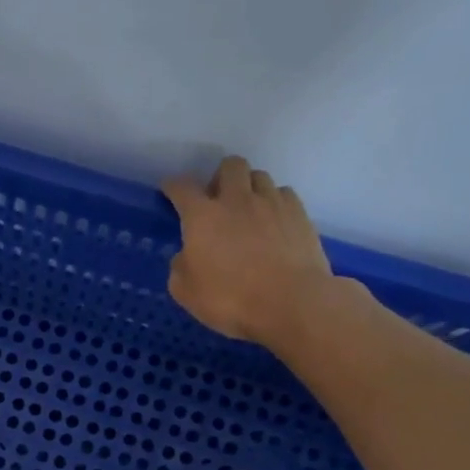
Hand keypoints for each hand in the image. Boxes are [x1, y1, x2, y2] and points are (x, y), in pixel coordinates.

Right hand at [162, 156, 334, 343]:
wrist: (292, 304)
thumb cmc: (231, 299)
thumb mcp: (186, 293)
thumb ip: (180, 268)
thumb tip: (185, 256)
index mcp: (202, 216)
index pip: (182, 187)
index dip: (173, 186)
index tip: (170, 190)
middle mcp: (237, 200)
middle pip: (230, 166)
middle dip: (220, 176)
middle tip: (217, 200)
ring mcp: (272, 203)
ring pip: (259, 176)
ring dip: (249, 187)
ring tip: (248, 209)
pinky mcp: (300, 214)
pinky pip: (284, 194)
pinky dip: (274, 202)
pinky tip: (273, 221)